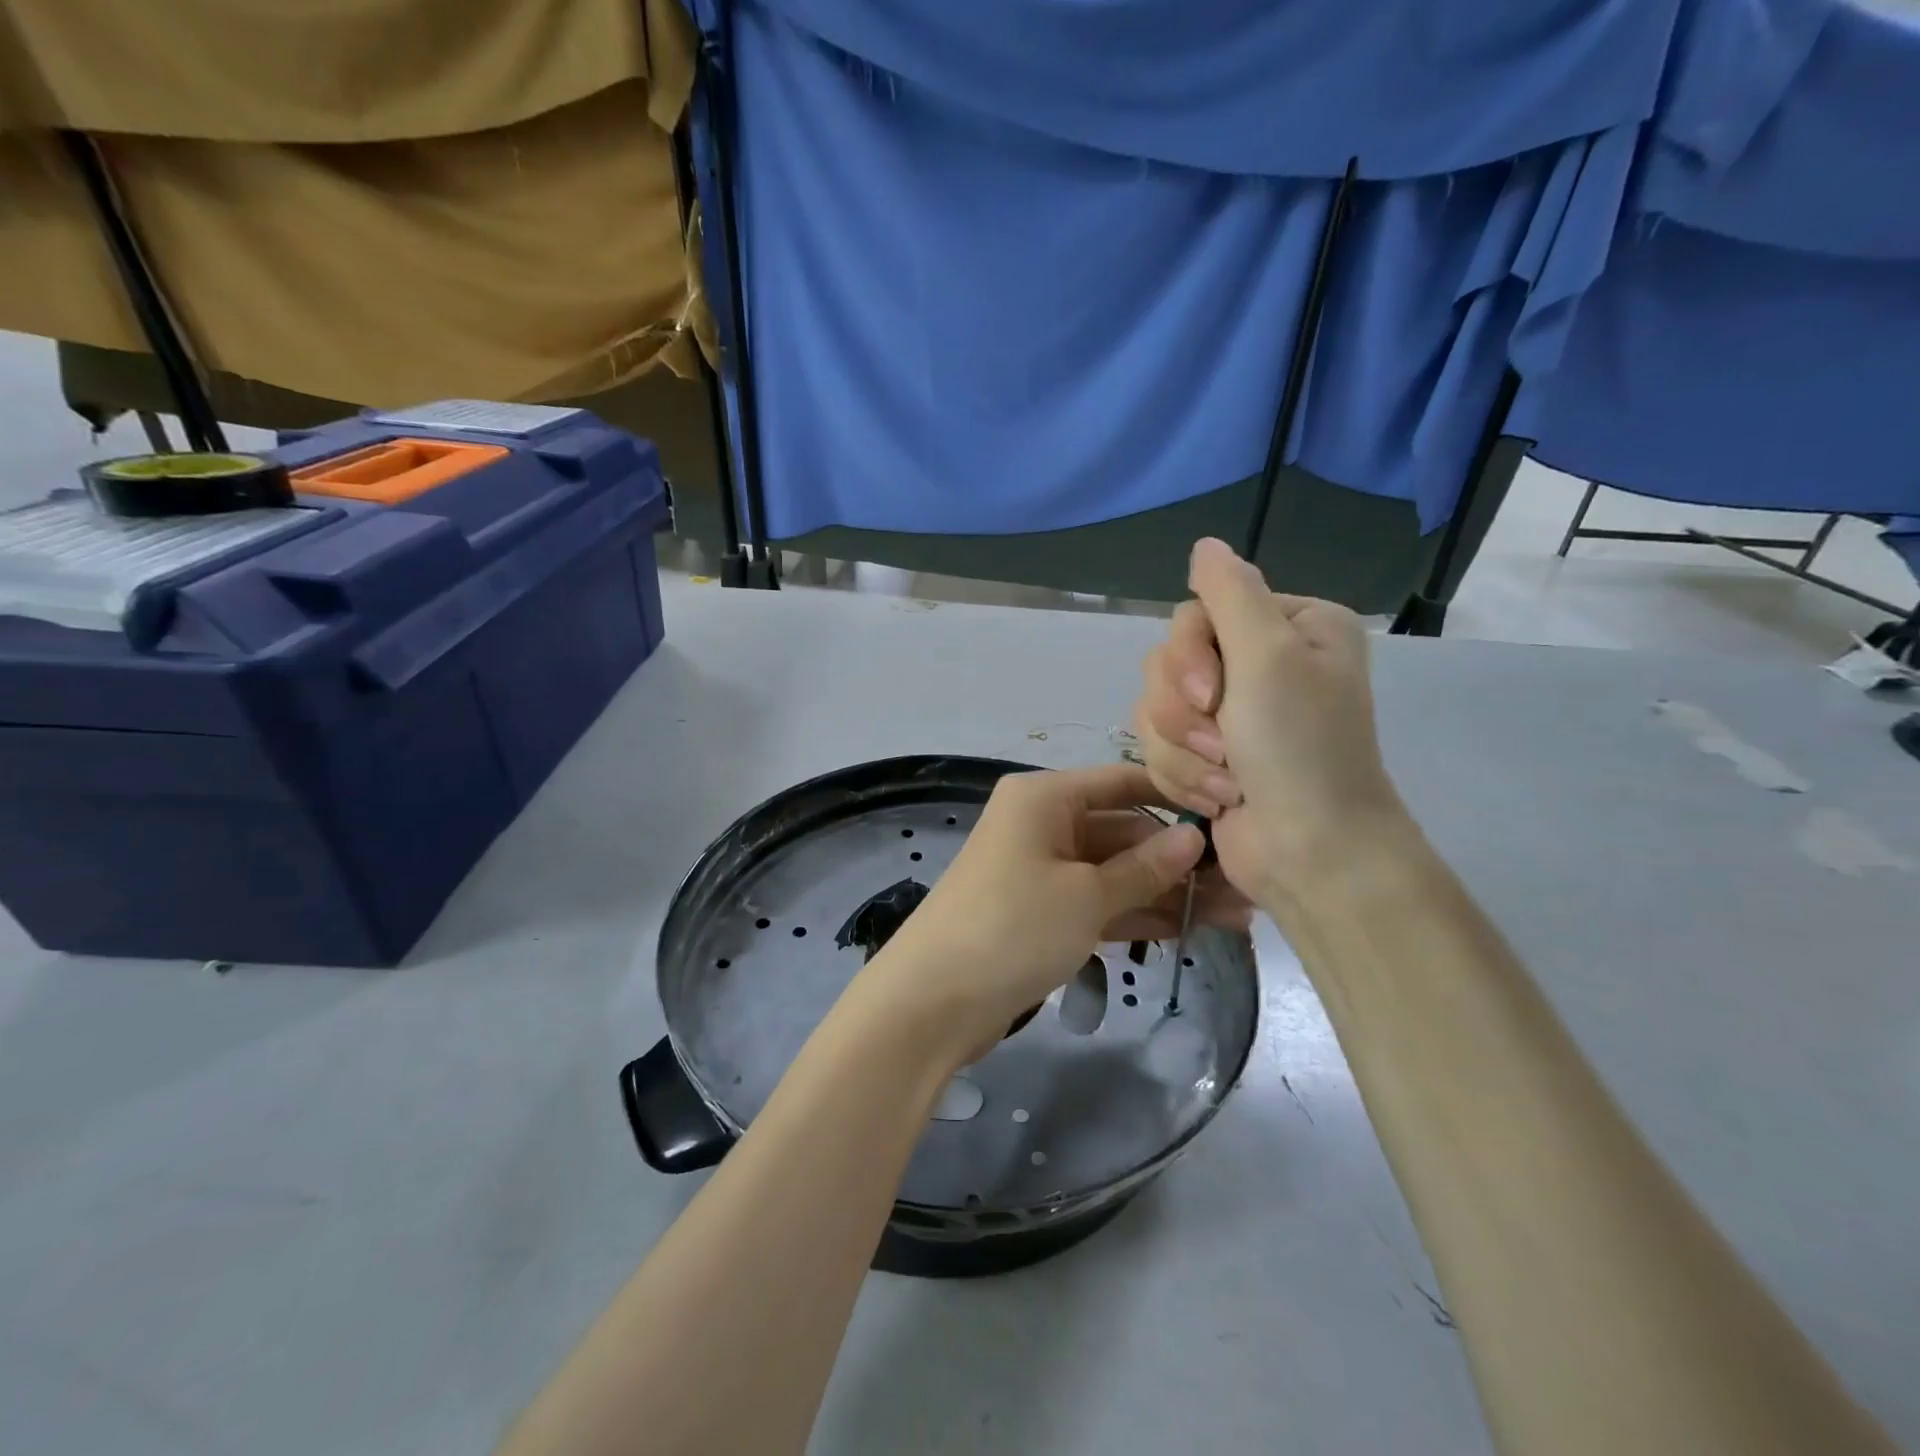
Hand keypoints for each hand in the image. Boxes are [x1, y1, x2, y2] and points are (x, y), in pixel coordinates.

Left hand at [861, 763, 1249, 1064]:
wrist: (932, 1001)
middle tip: (1247, 887)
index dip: (1177, 798)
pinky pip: (1097, 902)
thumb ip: (1144, 868)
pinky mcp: (1041, 912)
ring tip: (1236, 915)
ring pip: (1115, 872)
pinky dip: (1135, 914)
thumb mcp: (1085, 896)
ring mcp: (1041, 869)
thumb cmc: (1011, 927)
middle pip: (1123, 831)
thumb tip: (1195, 838)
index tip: (1235, 816)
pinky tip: (1190, 929)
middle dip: (1180, 860)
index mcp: (1045, 797)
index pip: (1123, 782)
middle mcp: (1042, 823)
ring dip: (1167, 892)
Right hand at [1134, 538, 1412, 915]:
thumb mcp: (1270, 655)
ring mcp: (1230, 714)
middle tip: (1225, 745)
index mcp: (1288, 627)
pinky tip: (1219, 800)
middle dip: (1184, 714)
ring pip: (1153, 709)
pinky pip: (1157, 748)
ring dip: (1184, 752)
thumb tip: (1204, 544)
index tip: (1212, 697)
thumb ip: (1230, 592)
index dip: (1188, 657)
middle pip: (1167, 663)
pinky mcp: (1205, 756)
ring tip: (1226, 783)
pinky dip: (1183, 777)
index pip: (1195, 613)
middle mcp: (1259, 663)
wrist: (1310, 854)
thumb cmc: (1300, 749)